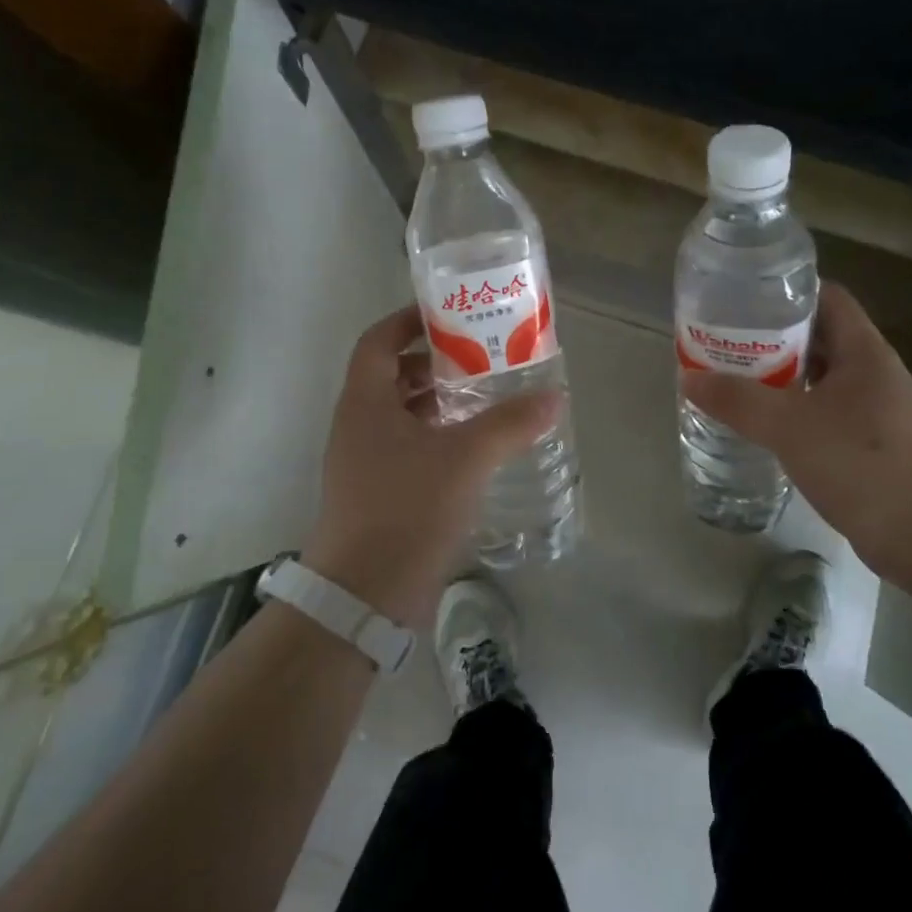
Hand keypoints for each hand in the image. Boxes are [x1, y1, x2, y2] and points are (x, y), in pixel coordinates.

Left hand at [304, 305, 559, 626]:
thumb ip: (509, 423)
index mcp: (365, 403)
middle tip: (479, 355)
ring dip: (437, 401)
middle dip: (433, 362)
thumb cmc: (406, 509)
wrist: (364, 596)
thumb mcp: (465, 459)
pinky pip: (406, 447)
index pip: (378, 341)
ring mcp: (364, 462)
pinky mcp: (377, 493)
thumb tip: (553, 397)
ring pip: (400, 414)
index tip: (448, 314)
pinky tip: (473, 448)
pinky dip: (436, 436)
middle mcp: (358, 426)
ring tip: (484, 397)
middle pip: (391, 375)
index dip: (409, 321)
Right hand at [680, 283, 911, 588]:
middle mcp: (875, 371)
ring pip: (824, 376)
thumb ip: (738, 400)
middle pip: (821, 336)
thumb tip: (689, 379)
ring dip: (785, 376)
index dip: (788, 292)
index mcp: (864, 351)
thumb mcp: (788, 426)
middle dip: (775, 338)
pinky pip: (829, 409)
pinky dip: (798, 408)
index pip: (828, 297)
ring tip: (740, 380)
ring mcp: (878, 407)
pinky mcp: (874, 440)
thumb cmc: (858, 463)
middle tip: (731, 343)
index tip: (746, 301)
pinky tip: (769, 424)